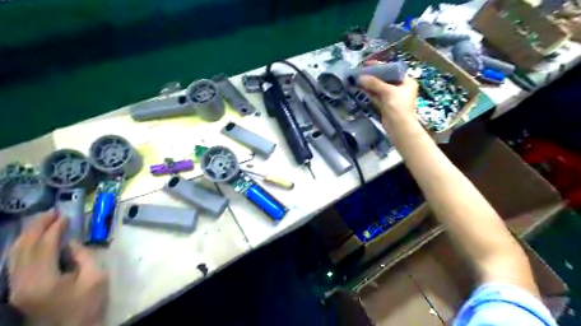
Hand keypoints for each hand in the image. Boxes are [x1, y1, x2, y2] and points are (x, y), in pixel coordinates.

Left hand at [8, 208, 107, 325]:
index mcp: (43, 280)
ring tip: (42, 220)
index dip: (54, 229)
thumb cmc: (89, 303)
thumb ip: (83, 256)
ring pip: (14, 255)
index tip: (66, 216)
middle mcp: (22, 283)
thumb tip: (71, 242)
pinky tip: (32, 239)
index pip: (44, 247)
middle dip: (37, 228)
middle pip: (23, 249)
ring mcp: (16, 288)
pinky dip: (22, 247)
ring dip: (27, 235)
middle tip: (52, 212)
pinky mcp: (18, 290)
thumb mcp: (96, 277)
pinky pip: (14, 263)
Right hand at [360, 62, 417, 127]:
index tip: (367, 64)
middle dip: (373, 76)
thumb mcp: (387, 91)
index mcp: (407, 81)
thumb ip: (374, 83)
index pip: (392, 70)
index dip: (380, 66)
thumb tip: (360, 77)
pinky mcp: (386, 106)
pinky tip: (360, 88)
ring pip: (379, 88)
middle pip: (385, 79)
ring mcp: (393, 98)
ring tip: (357, 79)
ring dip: (369, 84)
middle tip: (361, 72)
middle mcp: (401, 88)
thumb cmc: (398, 106)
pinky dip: (370, 93)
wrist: (399, 126)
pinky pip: (377, 96)